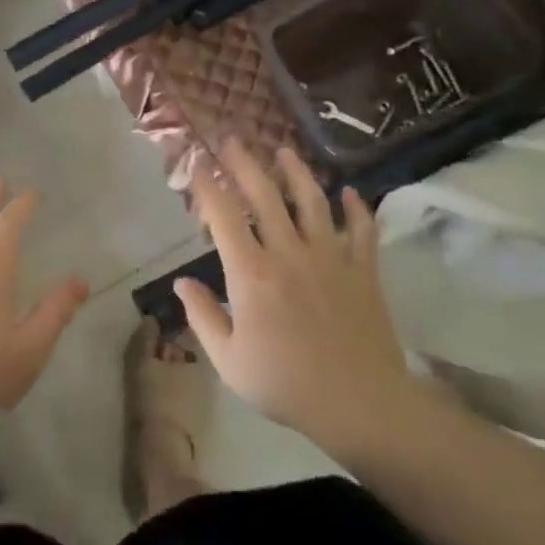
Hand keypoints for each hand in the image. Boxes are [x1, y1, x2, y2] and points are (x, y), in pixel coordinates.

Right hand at [176, 143, 419, 455]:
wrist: (359, 404)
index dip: (207, 186)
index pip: (224, 216)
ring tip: (284, 150)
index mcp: (251, 273)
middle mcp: (289, 253)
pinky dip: (357, 208)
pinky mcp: (363, 270)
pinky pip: (361, 230)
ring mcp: (330, 257)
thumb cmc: (285, 384)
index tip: (196, 166)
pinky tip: (349, 192)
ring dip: (297, 171)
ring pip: (312, 201)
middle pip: (265, 195)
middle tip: (232, 140)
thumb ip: (202, 317)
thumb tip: (181, 283)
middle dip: (245, 163)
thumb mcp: (228, 360)